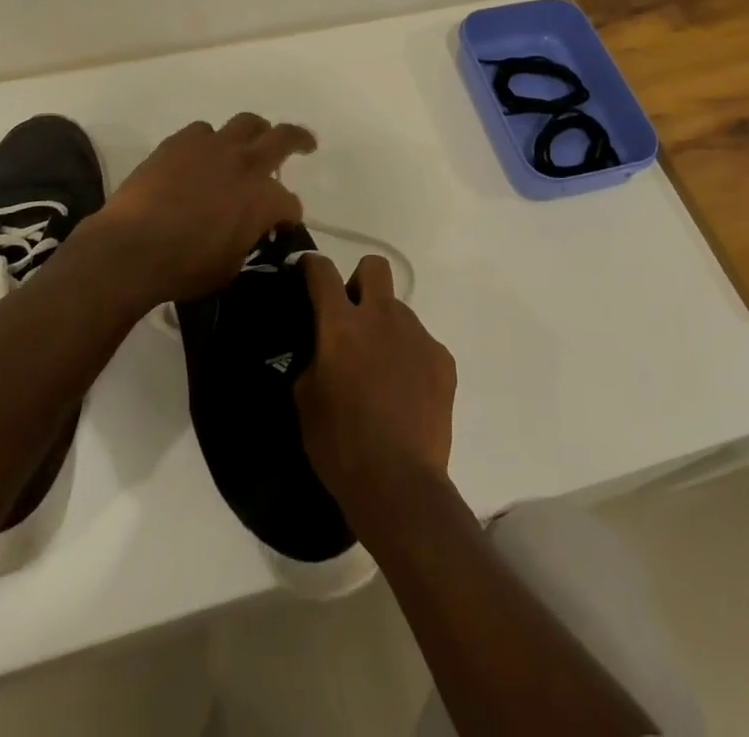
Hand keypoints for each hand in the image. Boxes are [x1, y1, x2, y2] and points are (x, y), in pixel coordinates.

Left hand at [92, 113, 315, 307]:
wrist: (131, 248)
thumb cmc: (184, 267)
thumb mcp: (230, 265)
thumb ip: (247, 239)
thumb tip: (248, 230)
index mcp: (263, 198)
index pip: (290, 203)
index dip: (289, 215)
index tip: (283, 224)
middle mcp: (244, 163)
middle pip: (282, 137)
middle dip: (298, 139)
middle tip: (304, 144)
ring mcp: (211, 147)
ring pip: (244, 123)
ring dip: (252, 134)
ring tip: (248, 144)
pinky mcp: (179, 142)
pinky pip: (202, 131)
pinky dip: (209, 142)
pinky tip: (201, 156)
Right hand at [295, 252, 456, 541]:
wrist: (398, 483)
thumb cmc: (340, 443)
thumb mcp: (305, 399)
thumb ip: (314, 358)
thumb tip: (323, 347)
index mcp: (342, 324)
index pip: (323, 272)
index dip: (312, 265)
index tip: (307, 271)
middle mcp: (382, 317)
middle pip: (374, 267)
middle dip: (360, 280)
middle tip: (352, 316)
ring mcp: (417, 336)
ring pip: (399, 311)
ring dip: (386, 328)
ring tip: (381, 371)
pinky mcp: (443, 360)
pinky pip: (422, 344)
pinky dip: (410, 358)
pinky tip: (406, 393)